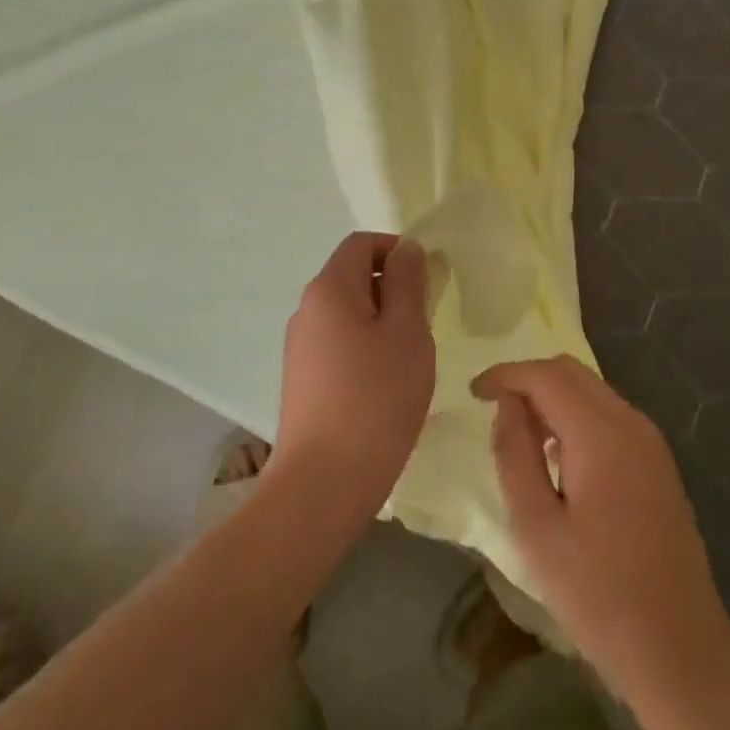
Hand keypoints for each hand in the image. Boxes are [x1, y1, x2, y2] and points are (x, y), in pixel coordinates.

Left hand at [273, 232, 433, 520]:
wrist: (322, 485)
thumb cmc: (375, 399)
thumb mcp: (407, 333)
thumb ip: (409, 283)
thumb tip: (407, 249)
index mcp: (329, 289)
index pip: (362, 244)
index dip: (397, 250)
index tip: (428, 281)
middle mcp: (307, 310)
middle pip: (354, 276)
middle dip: (394, 288)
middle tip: (425, 324)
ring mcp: (300, 347)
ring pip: (349, 313)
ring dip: (383, 322)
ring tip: (409, 359)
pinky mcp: (302, 379)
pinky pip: (339, 343)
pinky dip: (366, 348)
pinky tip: (385, 385)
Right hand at [472, 355, 729, 698]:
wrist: (680, 648)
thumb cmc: (598, 595)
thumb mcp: (537, 529)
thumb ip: (515, 455)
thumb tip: (507, 405)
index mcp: (601, 434)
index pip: (545, 376)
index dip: (505, 374)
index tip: (473, 393)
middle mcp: (631, 423)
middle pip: (571, 372)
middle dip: (529, 380)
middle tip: (495, 413)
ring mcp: (650, 441)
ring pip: (592, 390)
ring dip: (553, 398)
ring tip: (523, 440)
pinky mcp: (658, 462)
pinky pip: (609, 415)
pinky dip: (576, 416)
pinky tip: (560, 459)